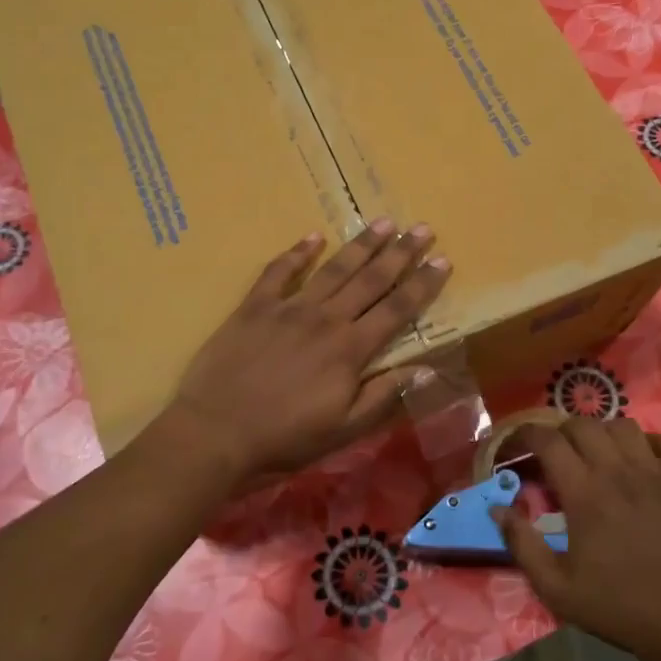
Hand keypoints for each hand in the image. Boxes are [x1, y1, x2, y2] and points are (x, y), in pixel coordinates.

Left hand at [166, 220, 450, 481]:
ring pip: (333, 269)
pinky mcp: (255, 307)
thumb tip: (424, 368)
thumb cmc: (285, 437)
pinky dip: (296, 253)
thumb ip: (382, 395)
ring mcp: (288, 308)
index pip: (397, 310)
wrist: (217, 431)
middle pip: (371, 280)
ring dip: (361, 245)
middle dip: (400, 253)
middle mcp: (325, 319)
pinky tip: (313, 237)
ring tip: (384, 223)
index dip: (422, 285)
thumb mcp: (343, 429)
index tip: (443, 261)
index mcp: (350, 349)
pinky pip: (278, 272)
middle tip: (422, 228)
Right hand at [497, 417, 660, 660]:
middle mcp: (618, 472)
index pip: (548, 440)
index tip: (518, 445)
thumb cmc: (618, 606)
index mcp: (584, 493)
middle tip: (556, 455)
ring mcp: (657, 473)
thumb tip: (497, 508)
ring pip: (623, 426)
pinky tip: (642, 461)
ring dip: (603, 434)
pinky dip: (649, 443)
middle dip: (561, 433)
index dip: (527, 434)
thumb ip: (521, 543)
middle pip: (583, 424)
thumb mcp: (556, 587)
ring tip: (598, 455)